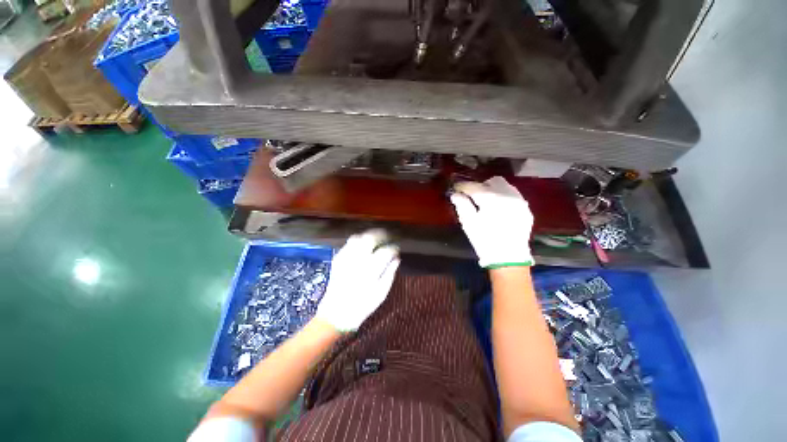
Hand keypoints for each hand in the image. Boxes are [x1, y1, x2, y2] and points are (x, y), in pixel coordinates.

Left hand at [316, 230, 400, 331]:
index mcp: (371, 270)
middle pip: (370, 239)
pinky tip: (362, 245)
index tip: (397, 248)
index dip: (393, 248)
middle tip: (387, 236)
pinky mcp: (338, 260)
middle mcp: (357, 260)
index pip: (385, 251)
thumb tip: (397, 259)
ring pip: (357, 238)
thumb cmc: (363, 305)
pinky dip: (357, 241)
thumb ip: (390, 274)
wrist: (337, 314)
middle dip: (381, 234)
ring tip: (375, 238)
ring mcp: (346, 259)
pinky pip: (348, 244)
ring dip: (368, 235)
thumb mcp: (381, 293)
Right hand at [450, 176, 533, 267]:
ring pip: (505, 186)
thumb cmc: (485, 240)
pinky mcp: (525, 209)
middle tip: (473, 196)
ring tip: (487, 202)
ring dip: (494, 190)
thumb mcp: (469, 223)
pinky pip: (514, 196)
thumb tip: (455, 194)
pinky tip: (499, 208)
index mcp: (491, 199)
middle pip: (493, 181)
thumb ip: (462, 205)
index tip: (457, 188)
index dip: (464, 186)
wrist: (509, 258)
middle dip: (481, 185)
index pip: (474, 187)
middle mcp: (508, 196)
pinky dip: (504, 197)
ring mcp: (519, 201)